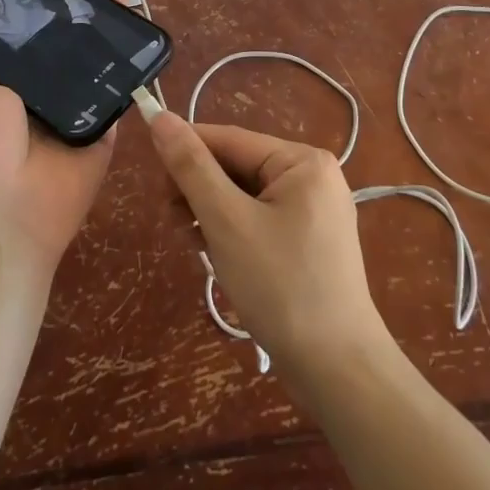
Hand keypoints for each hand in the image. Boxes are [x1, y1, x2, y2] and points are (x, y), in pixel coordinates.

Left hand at [0, 0, 131, 278]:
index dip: (47, 5)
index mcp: (12, 84)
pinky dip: (132, 63)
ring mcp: (79, 108)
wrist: (12, 214)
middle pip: (71, 41)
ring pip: (99, 59)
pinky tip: (143, 30)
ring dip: (112, 26)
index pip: (33, 34)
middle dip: (85, 8)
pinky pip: (120, 91)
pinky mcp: (106, 127)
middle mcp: (46, 91)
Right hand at [144, 111, 388, 385]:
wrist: (338, 372)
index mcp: (302, 161)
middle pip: (237, 168)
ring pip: (244, 197)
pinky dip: (233, 233)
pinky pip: (260, 220)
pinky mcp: (309, 242)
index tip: (151, 175)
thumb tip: (160, 116)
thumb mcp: (227, 222)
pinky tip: (216, 256)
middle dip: (200, 192)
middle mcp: (312, 176)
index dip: (186, 150)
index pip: (229, 140)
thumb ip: (191, 167)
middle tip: (172, 222)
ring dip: (212, 215)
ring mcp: (314, 211)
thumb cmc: (281, 287)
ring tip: (193, 245)